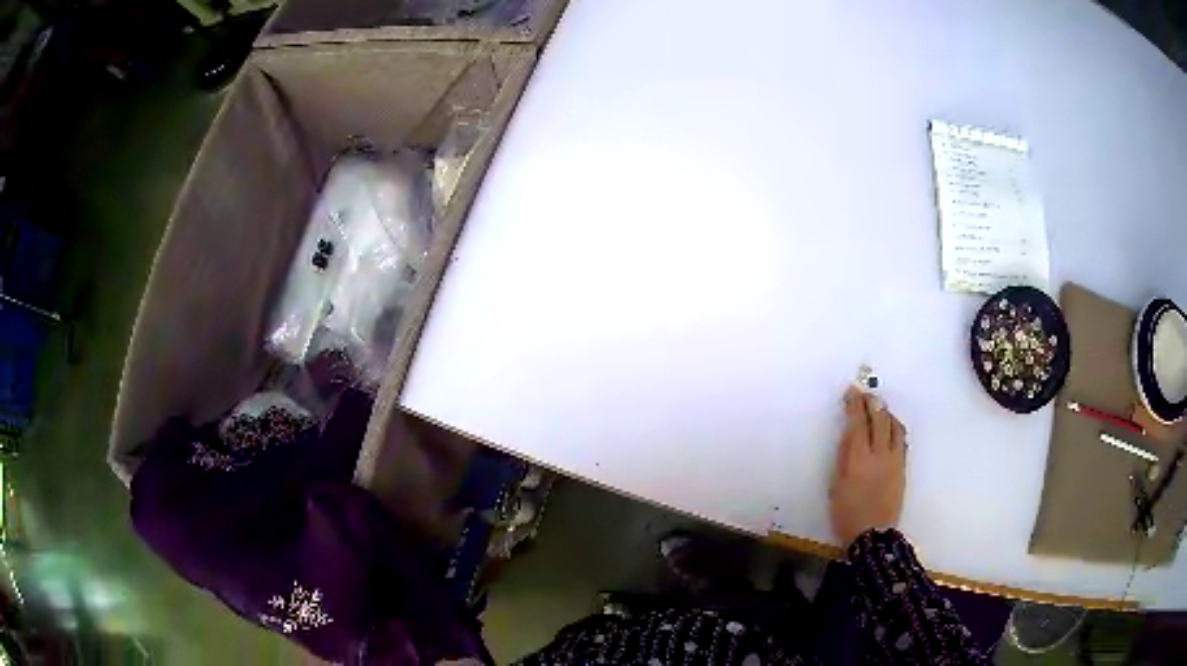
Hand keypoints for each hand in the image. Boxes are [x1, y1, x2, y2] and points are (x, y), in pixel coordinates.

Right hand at [830, 387, 907, 546]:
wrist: (873, 535)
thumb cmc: (846, 513)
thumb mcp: (836, 485)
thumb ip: (843, 457)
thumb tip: (848, 435)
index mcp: (858, 458)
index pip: (858, 422)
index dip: (855, 404)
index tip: (851, 391)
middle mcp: (880, 454)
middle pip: (879, 419)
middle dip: (872, 403)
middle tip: (866, 394)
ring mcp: (894, 460)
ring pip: (894, 427)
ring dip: (886, 413)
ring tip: (880, 408)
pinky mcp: (903, 468)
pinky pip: (902, 440)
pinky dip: (896, 428)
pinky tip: (891, 427)